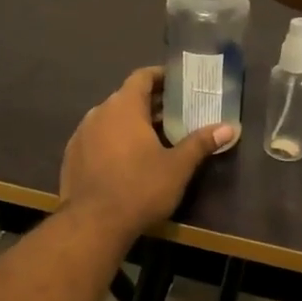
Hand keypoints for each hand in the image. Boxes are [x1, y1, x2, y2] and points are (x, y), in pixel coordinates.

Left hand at [59, 67, 230, 235]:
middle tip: (175, 113)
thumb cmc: (140, 188)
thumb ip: (201, 143)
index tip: (178, 82)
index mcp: (124, 106)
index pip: (142, 77)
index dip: (161, 76)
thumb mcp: (177, 167)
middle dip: (151, 103)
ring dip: (131, 122)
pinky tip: (126, 159)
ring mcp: (82, 133)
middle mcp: (99, 112)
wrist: (93, 224)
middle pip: (127, 97)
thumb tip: (229, 127)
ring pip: (111, 118)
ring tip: (154, 137)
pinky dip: (113, 140)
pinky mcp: (72, 155)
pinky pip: (97, 137)